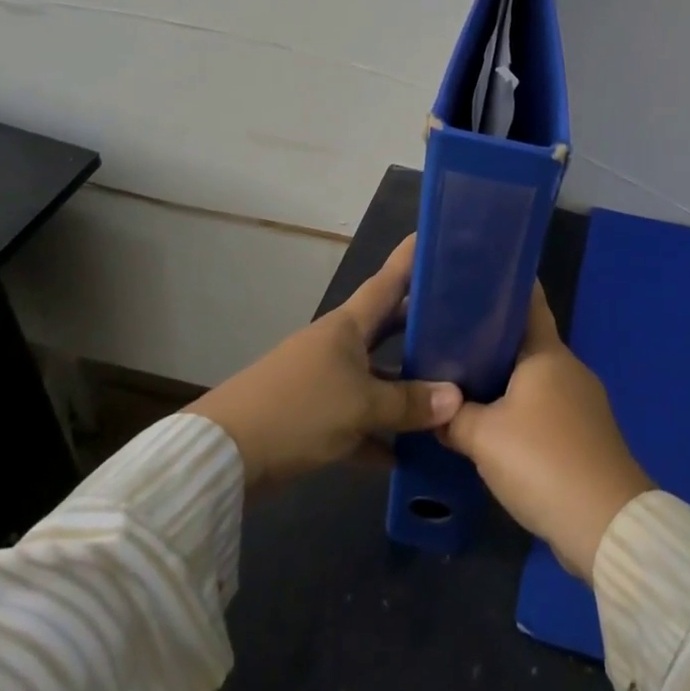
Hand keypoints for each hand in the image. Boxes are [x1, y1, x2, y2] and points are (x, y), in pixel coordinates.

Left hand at [189, 235, 461, 488]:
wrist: (224, 455)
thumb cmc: (298, 410)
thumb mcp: (361, 406)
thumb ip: (409, 403)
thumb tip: (456, 397)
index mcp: (347, 326)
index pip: (388, 282)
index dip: (410, 258)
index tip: (436, 235)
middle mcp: (338, 345)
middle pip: (386, 328)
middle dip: (420, 324)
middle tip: (464, 318)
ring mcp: (324, 381)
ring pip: (376, 376)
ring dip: (406, 385)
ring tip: (451, 388)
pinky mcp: (314, 418)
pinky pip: (359, 420)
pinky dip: (381, 434)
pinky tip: (409, 455)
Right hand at [439, 284, 653, 583]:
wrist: (606, 525)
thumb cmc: (542, 461)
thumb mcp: (483, 437)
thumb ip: (453, 417)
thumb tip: (433, 408)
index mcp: (547, 353)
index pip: (528, 302)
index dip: (503, 287)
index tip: (472, 280)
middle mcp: (569, 368)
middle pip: (526, 343)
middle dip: (491, 340)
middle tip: (449, 340)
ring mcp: (583, 402)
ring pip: (535, 379)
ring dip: (505, 381)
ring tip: (463, 383)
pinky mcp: (587, 435)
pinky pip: (547, 409)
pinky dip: (521, 411)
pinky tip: (494, 426)